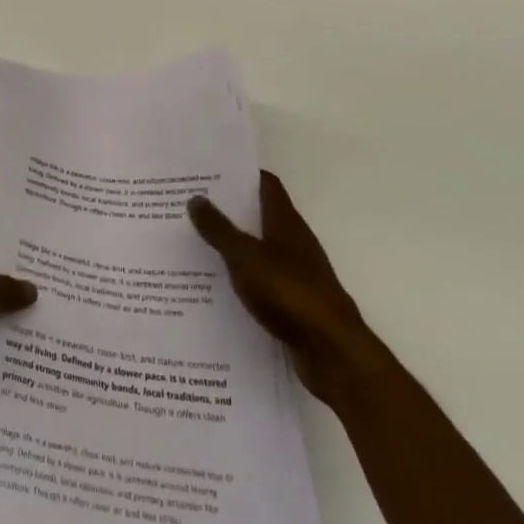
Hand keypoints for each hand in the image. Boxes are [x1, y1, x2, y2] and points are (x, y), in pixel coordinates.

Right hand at [189, 171, 364, 394]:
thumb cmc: (289, 293)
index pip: (265, 184)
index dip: (240, 174)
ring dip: (233, 245)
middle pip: (259, 215)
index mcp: (285, 221)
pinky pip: (262, 281)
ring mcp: (296, 273)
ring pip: (259, 249)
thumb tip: (196, 198)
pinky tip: (216, 286)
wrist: (333, 353)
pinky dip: (242, 278)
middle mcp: (293, 241)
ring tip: (194, 243)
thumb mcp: (245, 257)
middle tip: (190, 205)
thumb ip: (219, 229)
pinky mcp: (294, 303)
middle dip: (228, 209)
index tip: (209, 171)